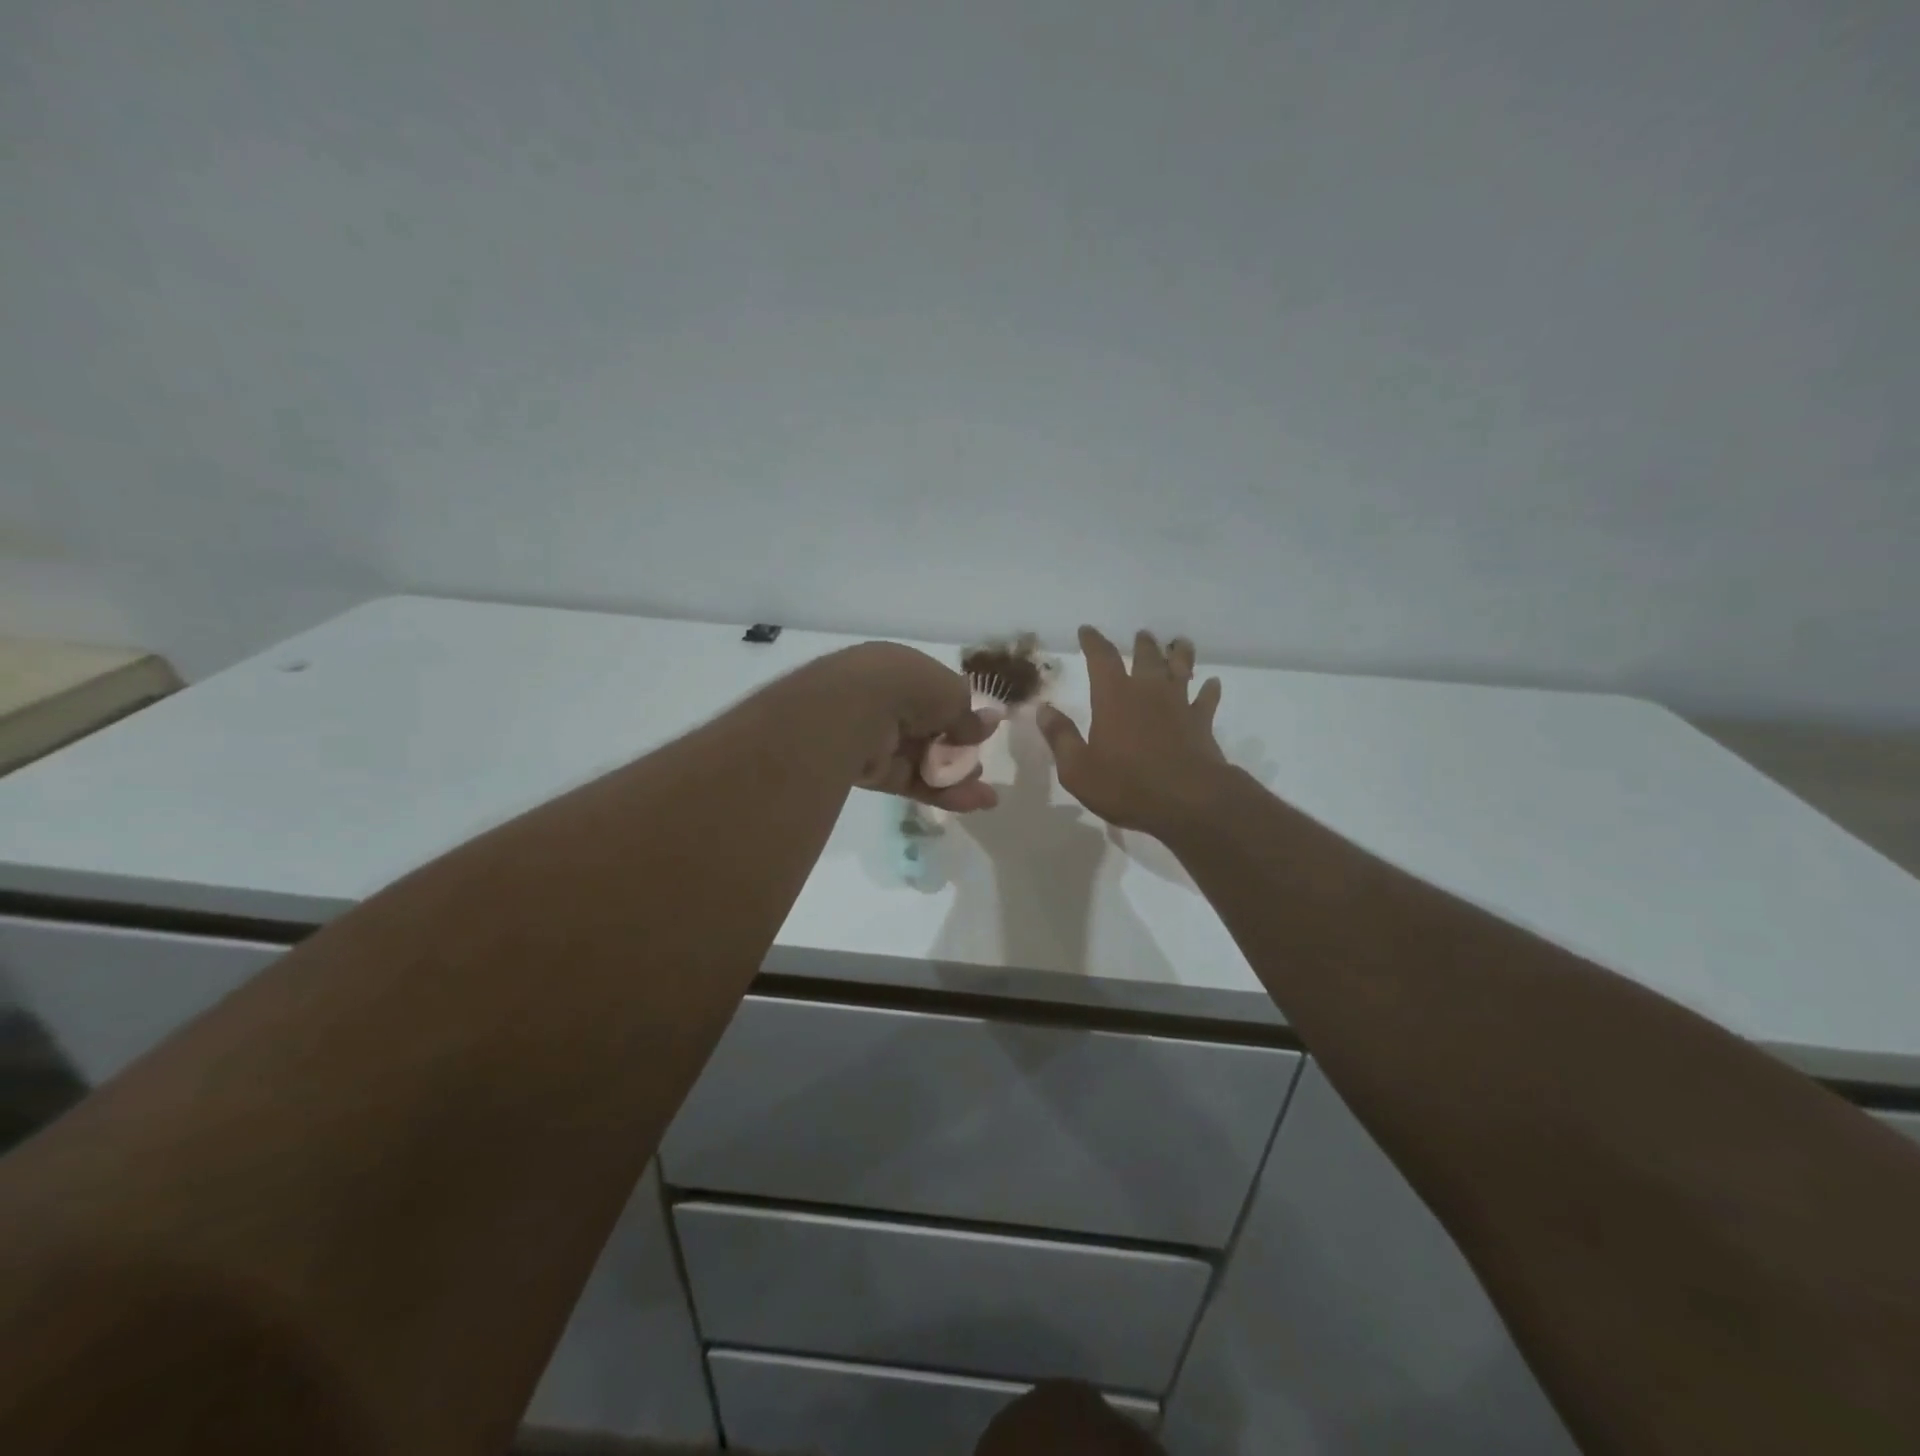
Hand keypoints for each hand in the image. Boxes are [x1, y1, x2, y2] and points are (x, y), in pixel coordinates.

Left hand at [821, 643, 999, 812]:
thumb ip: (968, 715)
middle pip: (930, 732)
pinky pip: (910, 781)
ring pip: (922, 760)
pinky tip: (971, 803)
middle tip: (980, 767)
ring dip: (955, 778)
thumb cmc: (907, 687)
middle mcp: (885, 701)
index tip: (983, 732)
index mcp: (900, 670)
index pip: (934, 694)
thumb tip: (990, 723)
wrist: (852, 711)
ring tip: (984, 797)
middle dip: (959, 752)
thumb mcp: (951, 693)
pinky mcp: (870, 772)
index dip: (960, 714)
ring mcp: (875, 737)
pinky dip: (940, 793)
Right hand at [1038, 627, 1228, 836]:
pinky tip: (1212, 683)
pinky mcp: (1202, 723)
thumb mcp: (1077, 768)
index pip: (1101, 658)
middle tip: (1142, 635)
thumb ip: (1061, 736)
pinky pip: (1206, 699)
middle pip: (1146, 657)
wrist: (1187, 801)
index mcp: (1113, 697)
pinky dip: (1209, 690)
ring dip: (1179, 655)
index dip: (1093, 642)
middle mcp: (1148, 692)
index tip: (1087, 630)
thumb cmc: (1125, 785)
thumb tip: (1043, 709)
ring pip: (1181, 669)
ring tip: (1179, 643)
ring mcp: (1179, 705)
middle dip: (1142, 644)